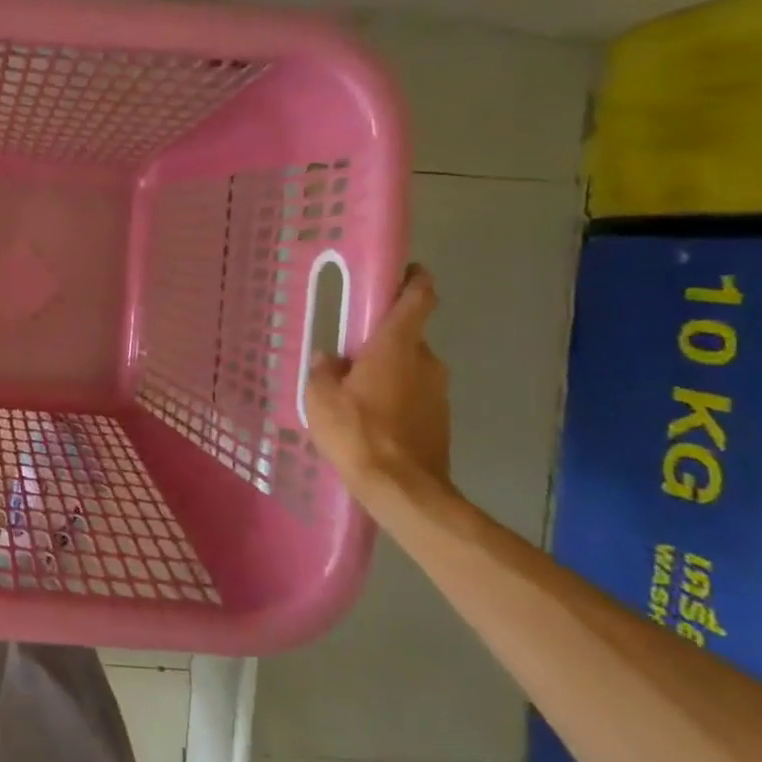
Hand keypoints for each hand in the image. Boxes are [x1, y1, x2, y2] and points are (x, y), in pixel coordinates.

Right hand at [304, 263, 451, 499]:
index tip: (403, 272)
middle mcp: (425, 360)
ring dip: (389, 372)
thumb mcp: (320, 398)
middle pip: (407, 336)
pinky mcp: (441, 419)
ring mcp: (439, 391)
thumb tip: (329, 359)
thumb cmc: (358, 432)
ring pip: (411, 368)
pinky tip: (372, 421)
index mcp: (396, 345)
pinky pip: (415, 396)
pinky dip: (396, 399)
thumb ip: (323, 371)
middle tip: (350, 355)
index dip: (414, 280)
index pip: (418, 297)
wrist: (403, 489)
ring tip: (356, 394)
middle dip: (382, 340)